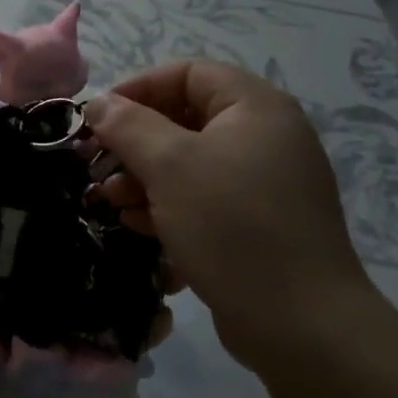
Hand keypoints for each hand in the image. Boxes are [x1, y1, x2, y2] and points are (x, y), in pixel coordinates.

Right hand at [86, 62, 372, 371]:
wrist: (301, 323)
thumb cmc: (232, 226)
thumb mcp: (171, 167)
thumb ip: (129, 127)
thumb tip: (99, 103)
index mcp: (255, 108)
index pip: (188, 74)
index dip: (138, 88)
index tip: (98, 118)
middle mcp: (266, 137)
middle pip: (187, 119)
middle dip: (136, 142)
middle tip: (97, 165)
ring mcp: (266, 184)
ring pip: (192, 164)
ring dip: (145, 177)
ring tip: (109, 201)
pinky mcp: (259, 224)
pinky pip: (206, 199)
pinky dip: (170, 205)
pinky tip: (138, 226)